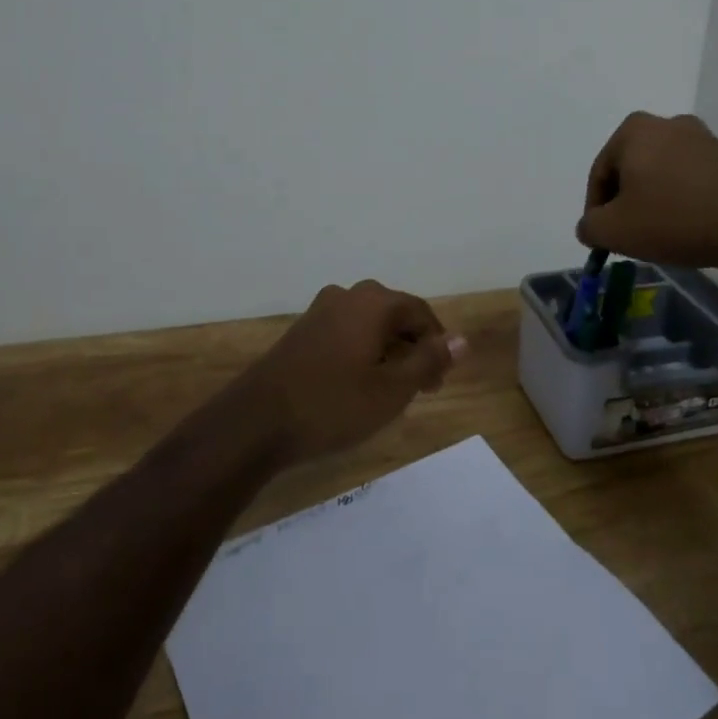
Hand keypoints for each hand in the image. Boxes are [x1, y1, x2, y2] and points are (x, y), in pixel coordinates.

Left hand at [231, 280, 466, 465]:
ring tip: (390, 391)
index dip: (437, 345)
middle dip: (412, 348)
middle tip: (420, 389)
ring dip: (386, 352)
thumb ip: (429, 360)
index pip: (420, 312)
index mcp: (373, 302)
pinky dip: (361, 353)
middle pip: (394, 315)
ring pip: (368, 325)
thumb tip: (462, 340)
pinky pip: (345, 333)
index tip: (439, 382)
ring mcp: (319, 311)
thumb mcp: (391, 390)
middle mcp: (347, 296)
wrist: (255, 422)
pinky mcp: (301, 331)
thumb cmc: (332, 405)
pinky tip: (357, 385)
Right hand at [577, 112, 717, 271]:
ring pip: (661, 174)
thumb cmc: (672, 220)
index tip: (603, 238)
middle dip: (625, 202)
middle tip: (629, 235)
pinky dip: (682, 200)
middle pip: (631, 169)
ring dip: (654, 201)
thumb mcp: (613, 231)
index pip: (599, 173)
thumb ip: (589, 226)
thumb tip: (591, 226)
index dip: (596, 210)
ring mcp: (704, 138)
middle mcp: (668, 123)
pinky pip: (691, 179)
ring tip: (660, 234)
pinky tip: (688, 227)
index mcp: (634, 130)